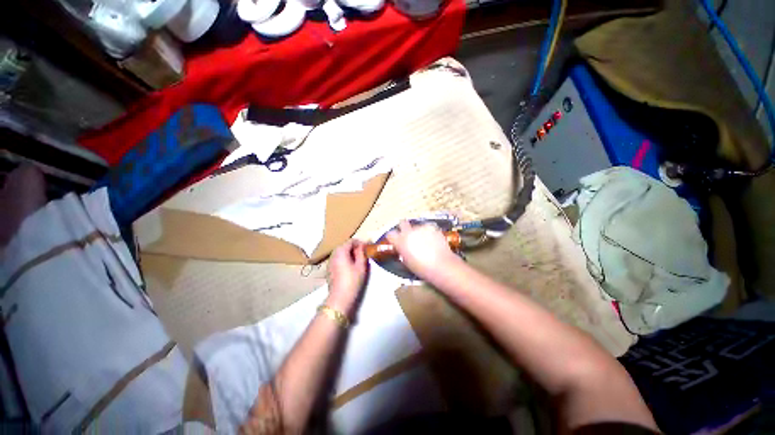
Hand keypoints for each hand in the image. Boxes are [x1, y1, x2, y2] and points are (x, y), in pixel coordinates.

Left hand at [326, 240, 367, 315]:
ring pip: (341, 252)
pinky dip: (344, 259)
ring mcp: (329, 261)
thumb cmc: (352, 280)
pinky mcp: (329, 269)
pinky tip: (350, 268)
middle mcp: (333, 253)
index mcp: (341, 251)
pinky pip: (337, 259)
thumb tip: (363, 244)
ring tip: (358, 261)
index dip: (361, 243)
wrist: (340, 298)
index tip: (368, 248)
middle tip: (364, 255)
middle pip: (345, 246)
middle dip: (355, 248)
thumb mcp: (361, 266)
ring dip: (349, 254)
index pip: (351, 241)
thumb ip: (362, 253)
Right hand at [385, 221, 460, 279]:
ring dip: (418, 231)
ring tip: (425, 241)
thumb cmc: (422, 268)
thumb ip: (402, 251)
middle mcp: (409, 231)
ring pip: (416, 226)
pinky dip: (428, 232)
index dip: (393, 237)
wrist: (441, 264)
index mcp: (400, 241)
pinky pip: (427, 227)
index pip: (390, 234)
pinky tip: (433, 240)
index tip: (396, 241)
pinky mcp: (432, 227)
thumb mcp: (407, 261)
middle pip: (402, 223)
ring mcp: (421, 228)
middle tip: (408, 235)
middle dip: (404, 227)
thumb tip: (403, 247)